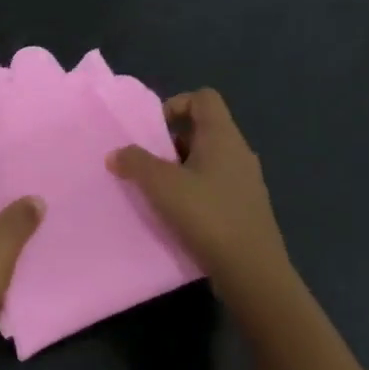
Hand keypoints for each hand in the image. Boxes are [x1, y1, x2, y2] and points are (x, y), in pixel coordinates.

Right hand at [107, 89, 290, 290]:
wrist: (251, 271)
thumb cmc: (207, 216)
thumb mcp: (161, 185)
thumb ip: (135, 162)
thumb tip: (117, 153)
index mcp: (223, 138)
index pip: (203, 98)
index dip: (175, 105)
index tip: (153, 131)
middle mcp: (239, 153)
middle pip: (203, 129)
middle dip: (170, 141)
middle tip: (147, 162)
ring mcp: (245, 182)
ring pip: (207, 160)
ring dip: (179, 168)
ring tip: (156, 191)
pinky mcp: (244, 208)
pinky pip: (214, 185)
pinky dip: (193, 191)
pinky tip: (176, 214)